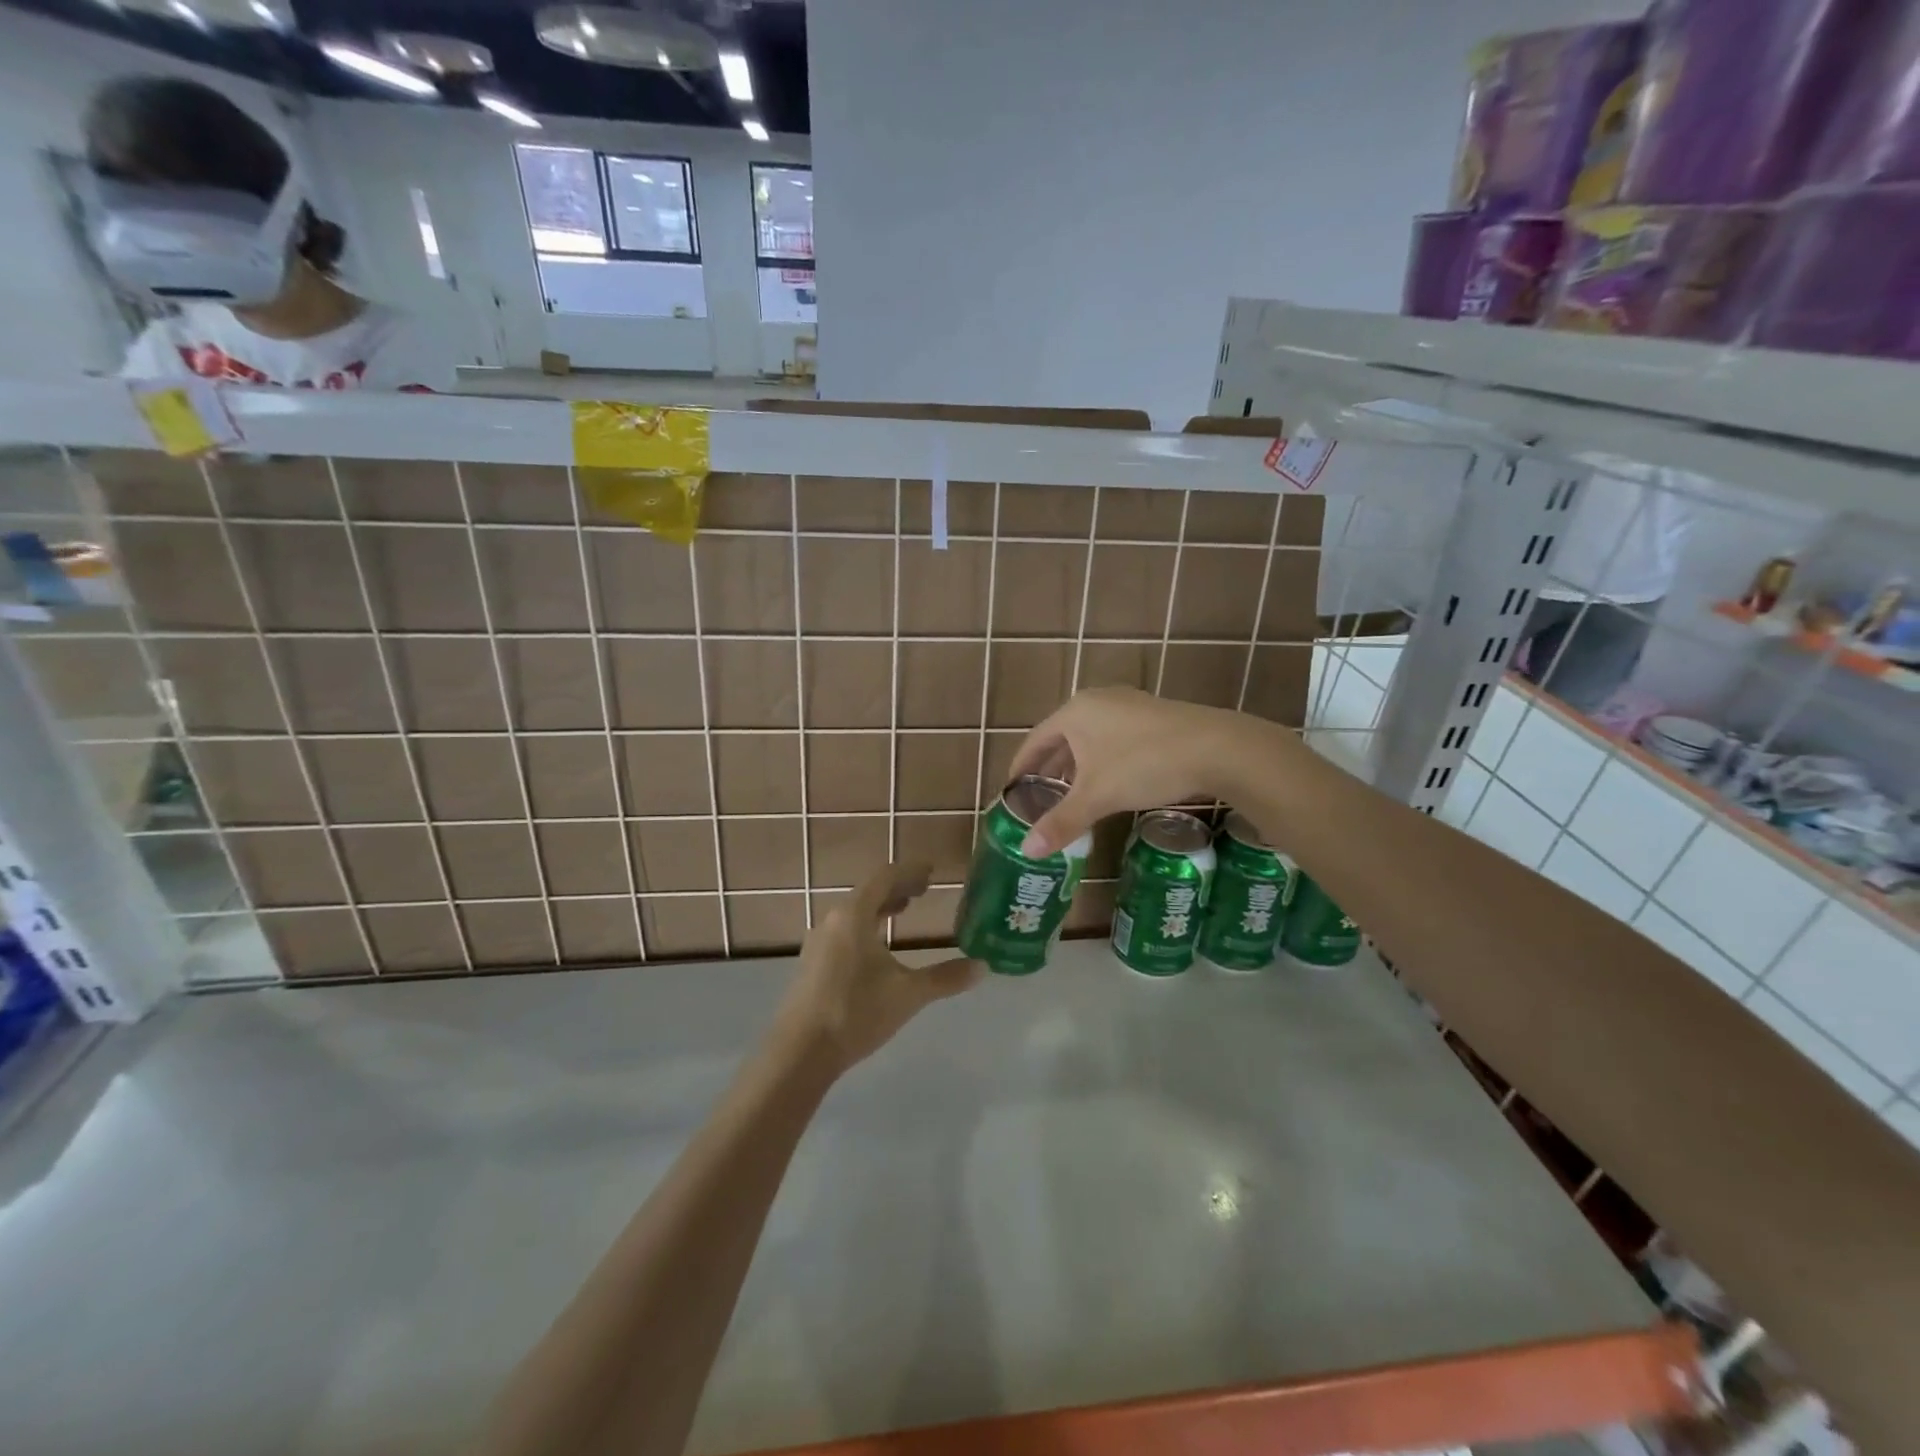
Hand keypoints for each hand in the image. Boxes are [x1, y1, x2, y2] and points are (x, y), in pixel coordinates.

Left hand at [770, 862, 978, 1075]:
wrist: (799, 1053)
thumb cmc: (855, 1012)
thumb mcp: (908, 994)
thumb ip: (945, 978)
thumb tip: (983, 967)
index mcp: (854, 915)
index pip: (885, 877)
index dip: (910, 871)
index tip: (931, 870)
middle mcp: (833, 921)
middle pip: (869, 892)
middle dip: (897, 888)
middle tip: (923, 889)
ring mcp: (818, 943)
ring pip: (855, 913)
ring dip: (880, 907)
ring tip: (903, 911)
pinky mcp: (812, 964)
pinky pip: (844, 931)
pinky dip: (867, 926)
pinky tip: (877, 948)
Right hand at [1009, 688, 1277, 855]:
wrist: (1218, 748)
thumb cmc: (1144, 765)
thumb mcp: (1098, 796)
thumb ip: (1061, 822)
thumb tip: (1027, 850)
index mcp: (1075, 712)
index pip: (1034, 741)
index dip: (1021, 768)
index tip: (1012, 791)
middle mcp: (1097, 701)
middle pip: (1061, 738)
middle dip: (1050, 770)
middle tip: (1040, 800)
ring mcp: (1128, 705)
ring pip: (1090, 738)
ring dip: (1077, 767)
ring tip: (1071, 796)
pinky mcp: (1153, 716)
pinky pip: (1113, 738)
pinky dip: (1101, 761)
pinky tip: (1110, 783)